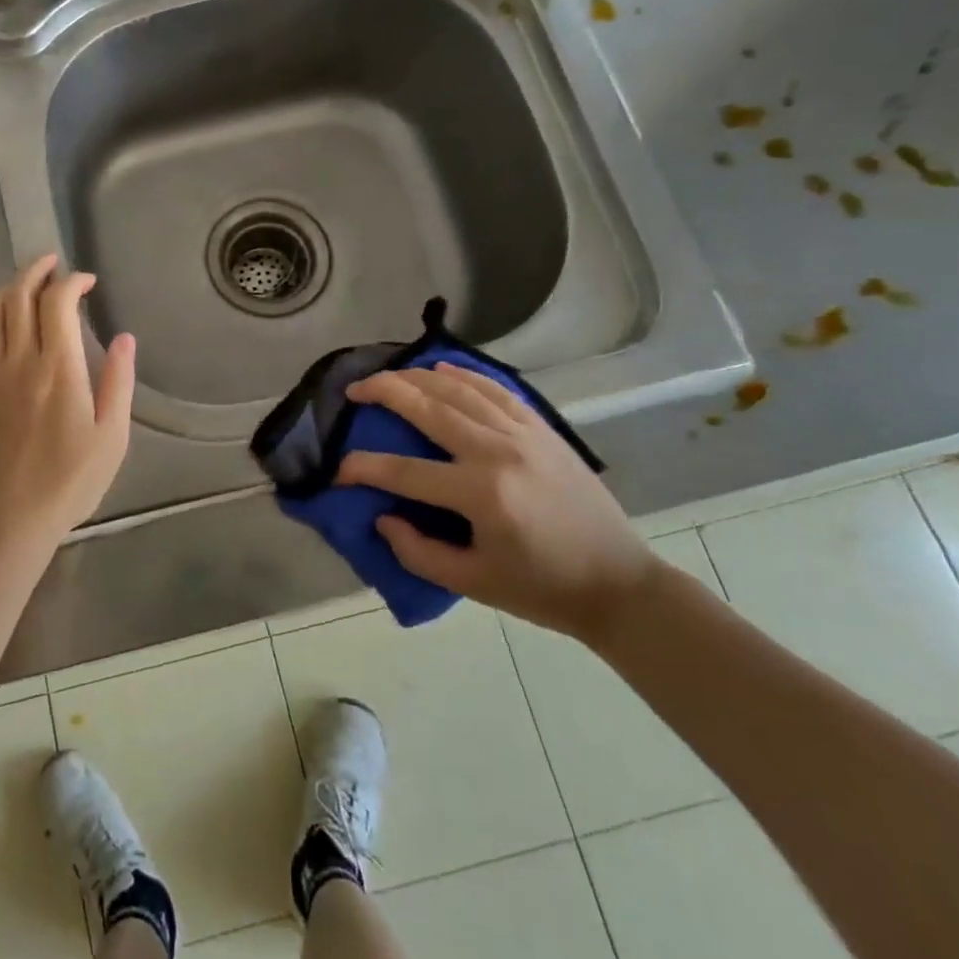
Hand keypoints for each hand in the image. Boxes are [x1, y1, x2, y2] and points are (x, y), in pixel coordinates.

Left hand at [0, 254, 135, 559]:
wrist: (1, 521)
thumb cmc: (66, 484)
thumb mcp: (110, 439)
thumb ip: (118, 383)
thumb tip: (124, 338)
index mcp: (58, 368)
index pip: (57, 303)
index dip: (71, 281)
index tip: (87, 281)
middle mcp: (18, 360)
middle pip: (19, 296)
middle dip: (36, 271)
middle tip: (53, 264)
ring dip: (9, 288)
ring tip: (26, 283)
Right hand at [339, 363, 655, 643]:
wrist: (620, 585)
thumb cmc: (542, 589)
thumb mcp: (473, 584)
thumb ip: (418, 552)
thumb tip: (382, 517)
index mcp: (481, 494)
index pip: (404, 471)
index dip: (363, 468)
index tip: (338, 471)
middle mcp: (499, 452)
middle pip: (429, 408)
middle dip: (385, 392)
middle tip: (354, 389)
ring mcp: (524, 434)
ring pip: (460, 389)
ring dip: (418, 377)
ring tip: (389, 376)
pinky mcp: (543, 429)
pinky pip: (497, 389)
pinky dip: (466, 375)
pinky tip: (442, 369)